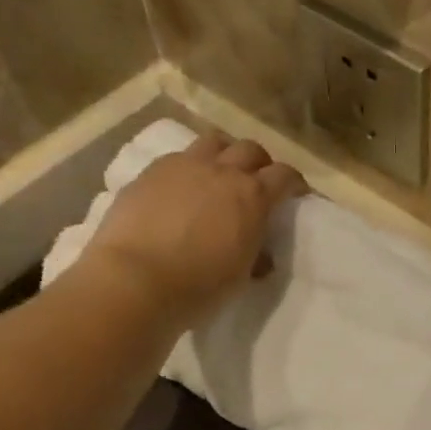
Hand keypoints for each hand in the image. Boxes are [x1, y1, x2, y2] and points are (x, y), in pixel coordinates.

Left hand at [76, 133, 304, 327]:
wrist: (135, 280)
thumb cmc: (198, 287)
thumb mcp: (240, 276)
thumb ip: (254, 255)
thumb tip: (260, 255)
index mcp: (252, 197)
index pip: (284, 175)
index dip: (293, 182)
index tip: (295, 193)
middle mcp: (222, 171)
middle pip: (250, 149)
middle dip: (259, 163)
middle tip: (257, 183)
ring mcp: (183, 166)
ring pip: (213, 142)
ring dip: (224, 154)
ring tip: (220, 175)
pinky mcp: (150, 172)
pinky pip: (178, 158)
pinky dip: (189, 168)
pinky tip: (182, 190)